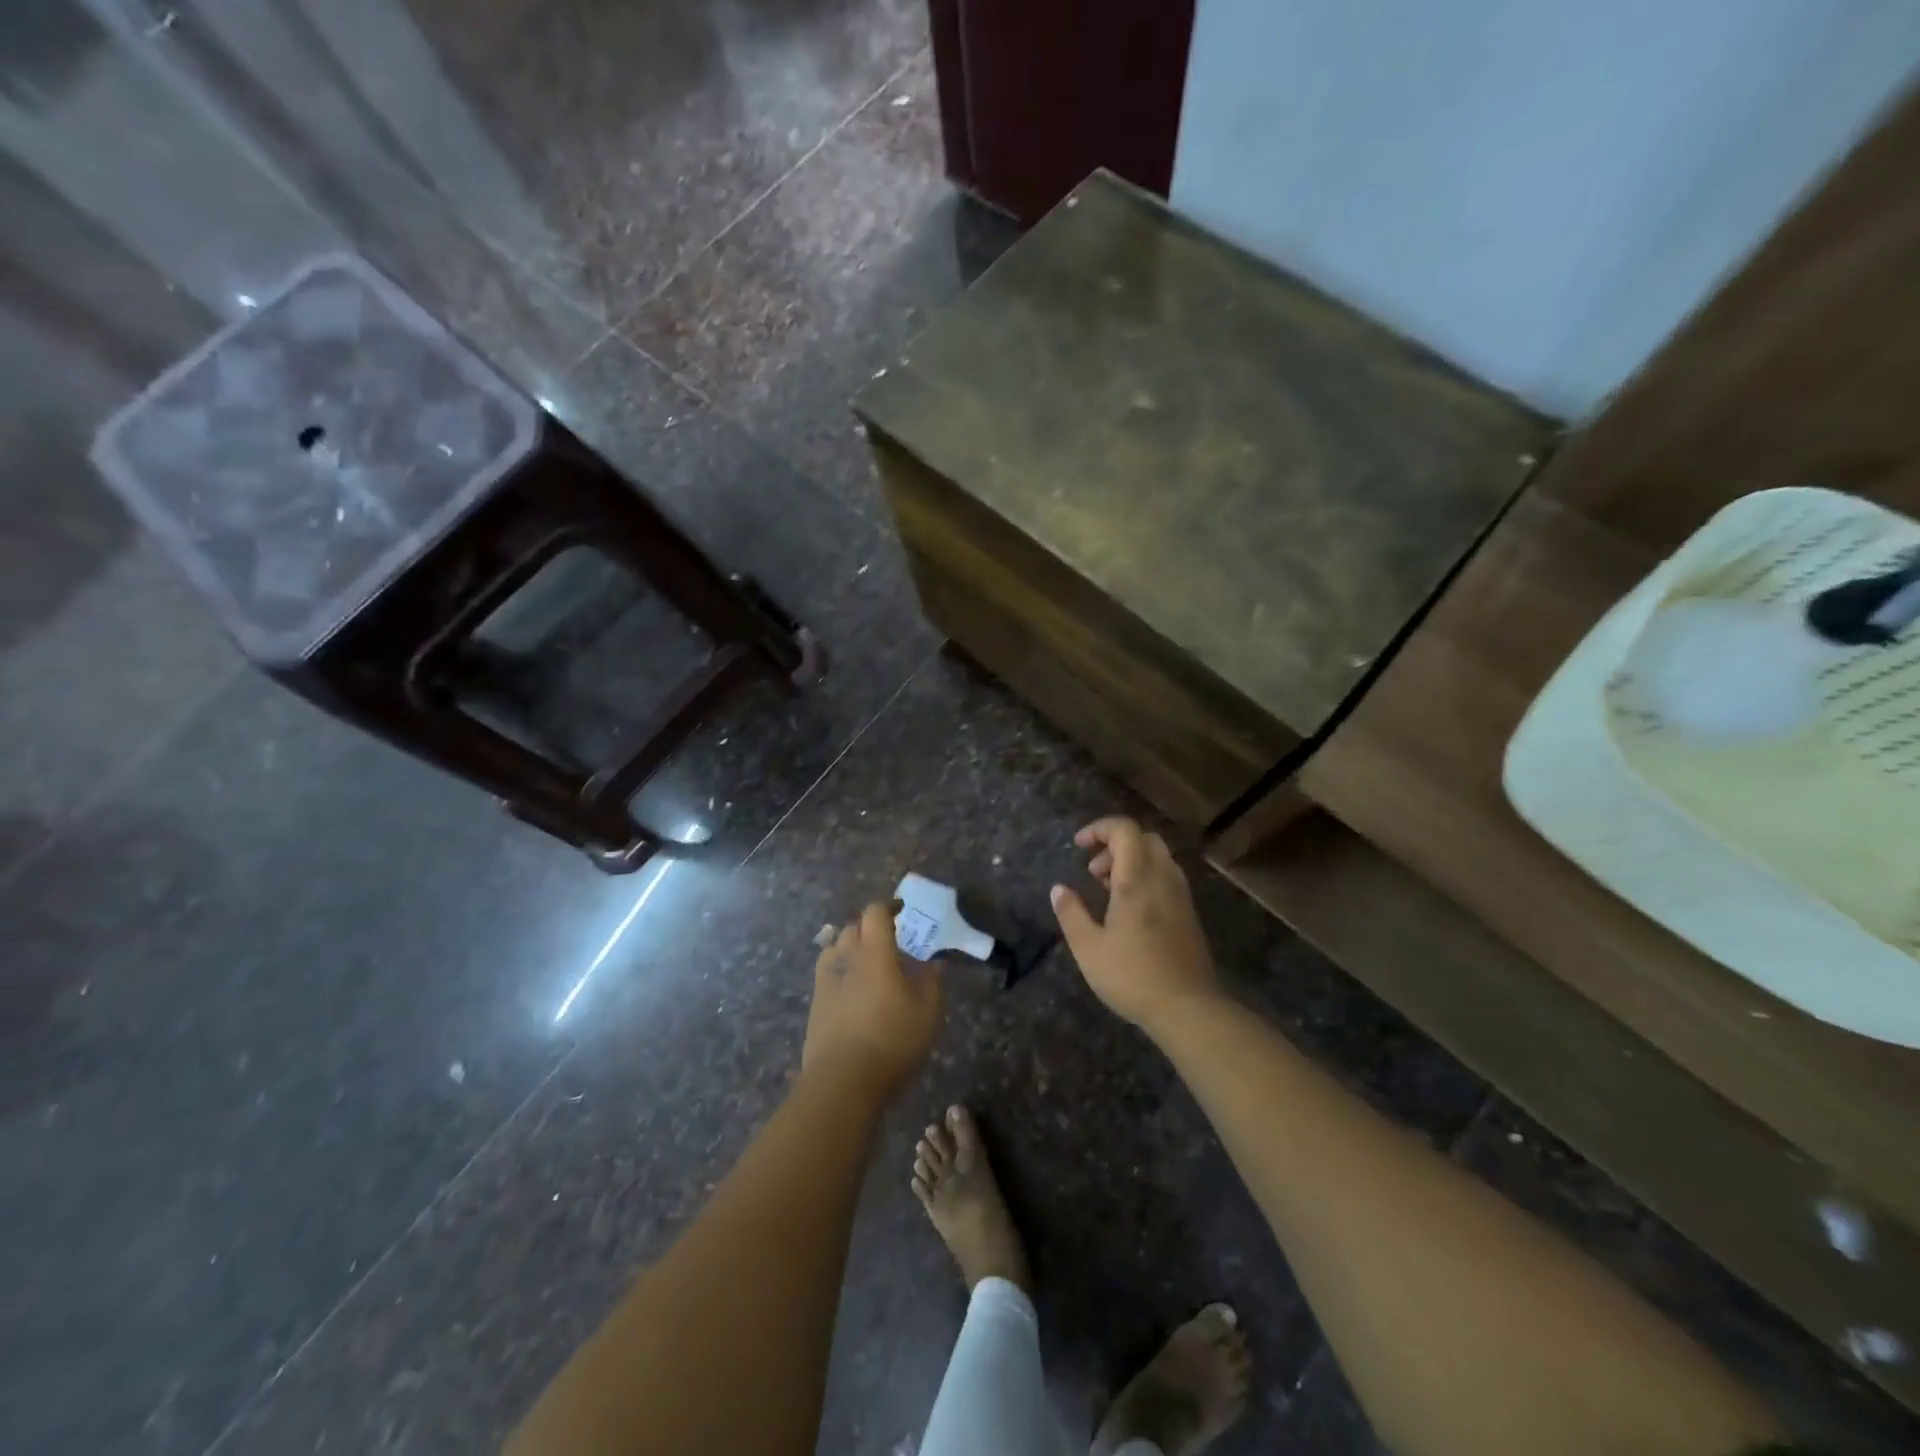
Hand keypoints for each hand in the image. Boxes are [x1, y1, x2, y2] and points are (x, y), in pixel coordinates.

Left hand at [802, 902, 942, 1097]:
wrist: (842, 1083)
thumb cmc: (891, 1040)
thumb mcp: (928, 1012)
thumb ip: (933, 982)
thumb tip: (936, 962)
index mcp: (873, 952)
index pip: (874, 913)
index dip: (888, 907)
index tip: (902, 912)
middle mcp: (845, 959)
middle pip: (852, 928)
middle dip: (869, 927)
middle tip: (889, 940)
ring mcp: (825, 983)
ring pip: (834, 950)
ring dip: (850, 948)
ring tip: (868, 964)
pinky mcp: (815, 1007)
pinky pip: (827, 976)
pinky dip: (841, 974)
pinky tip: (854, 993)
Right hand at [1050, 816, 1219, 1031]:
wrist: (1187, 1008)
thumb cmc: (1132, 976)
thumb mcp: (1088, 948)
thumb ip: (1071, 914)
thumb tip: (1058, 889)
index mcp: (1136, 880)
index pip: (1125, 830)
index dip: (1100, 828)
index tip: (1078, 845)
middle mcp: (1162, 878)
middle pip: (1144, 838)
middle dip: (1115, 843)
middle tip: (1093, 870)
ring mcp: (1181, 895)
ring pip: (1159, 857)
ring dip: (1131, 860)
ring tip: (1107, 890)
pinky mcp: (1189, 913)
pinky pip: (1167, 876)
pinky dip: (1146, 876)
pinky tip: (1130, 908)